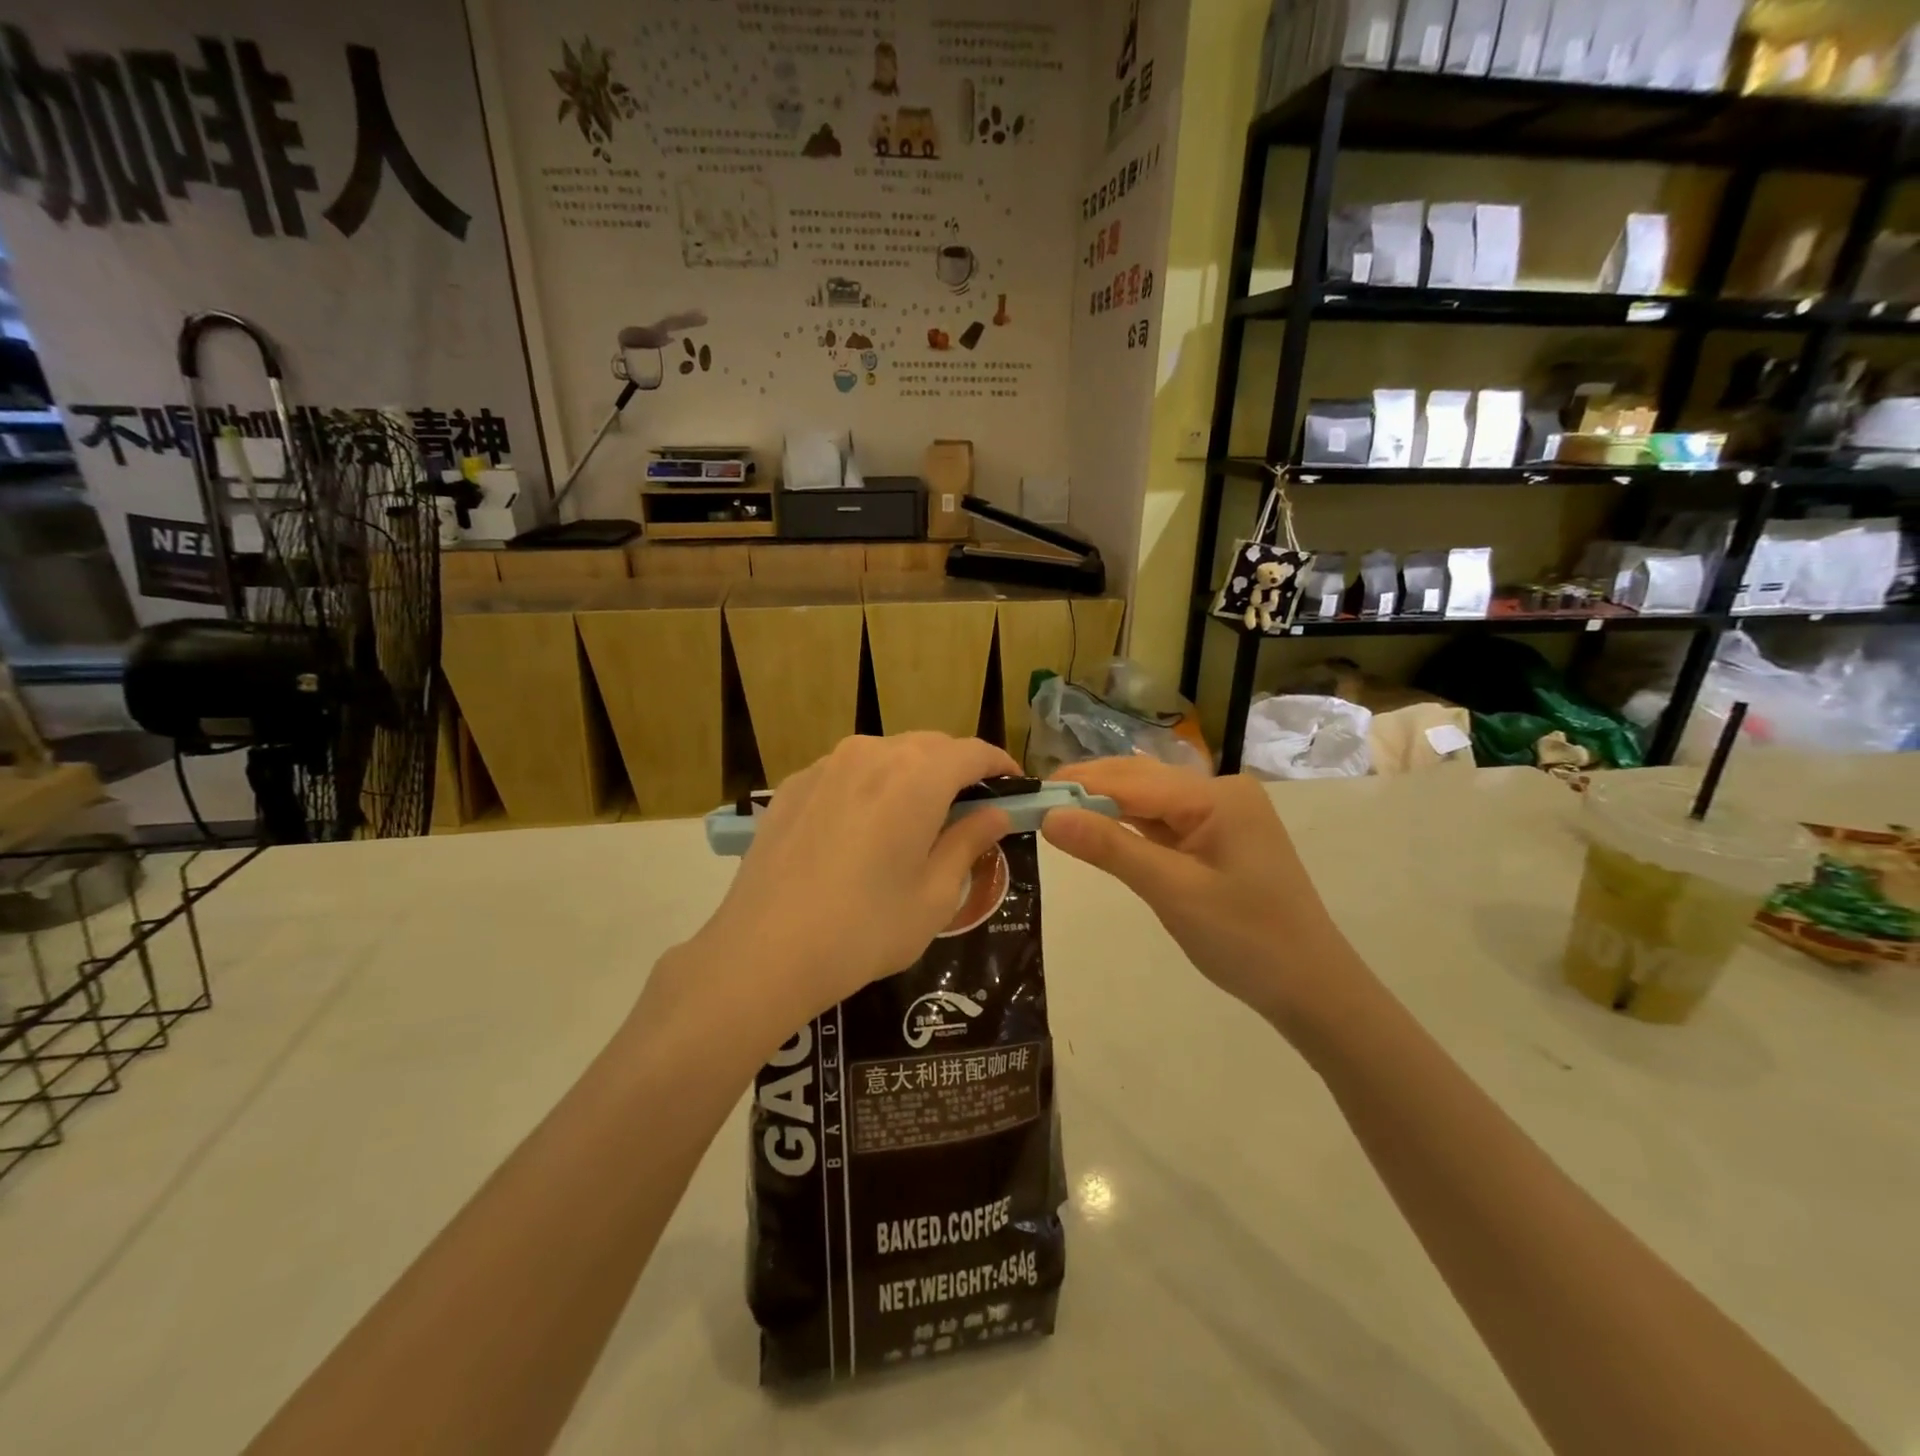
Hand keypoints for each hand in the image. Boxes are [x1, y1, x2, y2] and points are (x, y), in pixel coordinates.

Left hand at [694, 734, 1016, 1030]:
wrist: (763, 952)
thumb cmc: (865, 929)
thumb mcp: (934, 895)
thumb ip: (969, 843)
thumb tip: (995, 813)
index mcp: (917, 776)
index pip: (973, 752)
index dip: (1000, 766)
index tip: (1015, 788)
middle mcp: (872, 753)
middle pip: (930, 747)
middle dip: (957, 769)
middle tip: (969, 808)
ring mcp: (826, 765)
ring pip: (886, 754)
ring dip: (913, 774)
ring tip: (916, 817)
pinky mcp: (793, 785)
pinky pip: (847, 771)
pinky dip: (870, 786)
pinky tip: (862, 828)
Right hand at [1041, 758, 1362, 1036]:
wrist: (1312, 989)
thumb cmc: (1245, 939)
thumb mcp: (1172, 891)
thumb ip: (1110, 848)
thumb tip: (1050, 815)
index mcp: (1216, 796)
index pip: (1132, 780)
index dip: (1079, 785)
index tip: (1029, 793)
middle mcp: (1220, 793)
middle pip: (1141, 782)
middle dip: (1089, 790)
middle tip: (1034, 803)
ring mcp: (1222, 816)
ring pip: (1150, 802)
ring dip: (1106, 807)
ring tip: (1055, 813)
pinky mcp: (1218, 840)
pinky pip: (1165, 823)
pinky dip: (1130, 827)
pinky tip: (1099, 829)